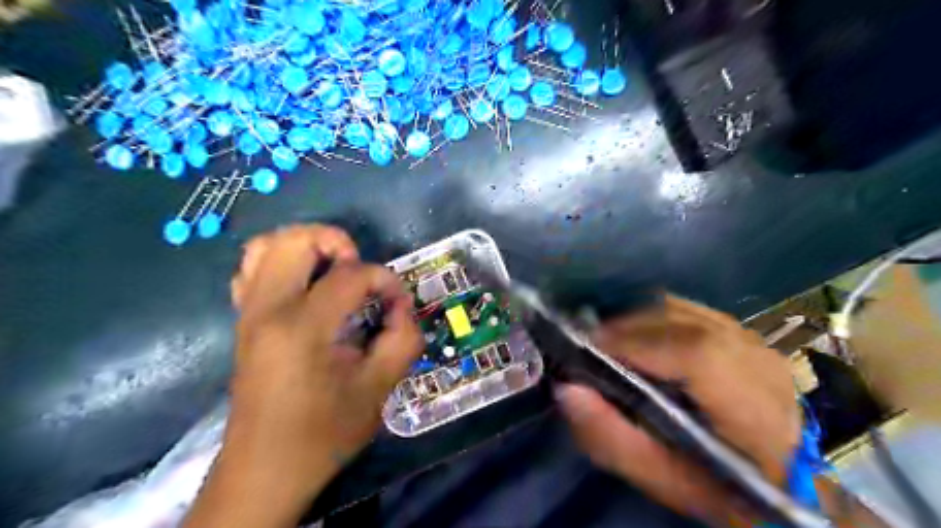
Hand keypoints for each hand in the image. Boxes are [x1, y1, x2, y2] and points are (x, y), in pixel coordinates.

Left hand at [189, 224, 422, 527]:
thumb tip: (401, 306)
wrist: (265, 470)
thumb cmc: (324, 433)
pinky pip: (253, 268)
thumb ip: (402, 338)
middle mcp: (267, 309)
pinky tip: (307, 285)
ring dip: (308, 246)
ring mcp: (248, 312)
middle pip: (296, 240)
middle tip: (361, 272)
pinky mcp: (244, 321)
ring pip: (267, 245)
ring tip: (335, 270)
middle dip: (339, 243)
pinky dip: (282, 261)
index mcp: (302, 327)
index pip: (350, 274)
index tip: (399, 303)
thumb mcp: (379, 388)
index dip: (385, 280)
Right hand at [552, 296, 803, 524]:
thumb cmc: (719, 486)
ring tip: (610, 343)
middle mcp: (758, 360)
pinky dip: (651, 317)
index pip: (695, 353)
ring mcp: (752, 338)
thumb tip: (567, 388)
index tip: (588, 350)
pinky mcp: (741, 330)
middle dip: (624, 327)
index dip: (635, 343)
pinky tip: (638, 338)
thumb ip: (611, 437)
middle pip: (679, 319)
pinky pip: (684, 309)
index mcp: (753, 410)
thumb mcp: (660, 478)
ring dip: (635, 320)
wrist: (778, 477)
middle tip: (590, 347)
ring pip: (679, 308)